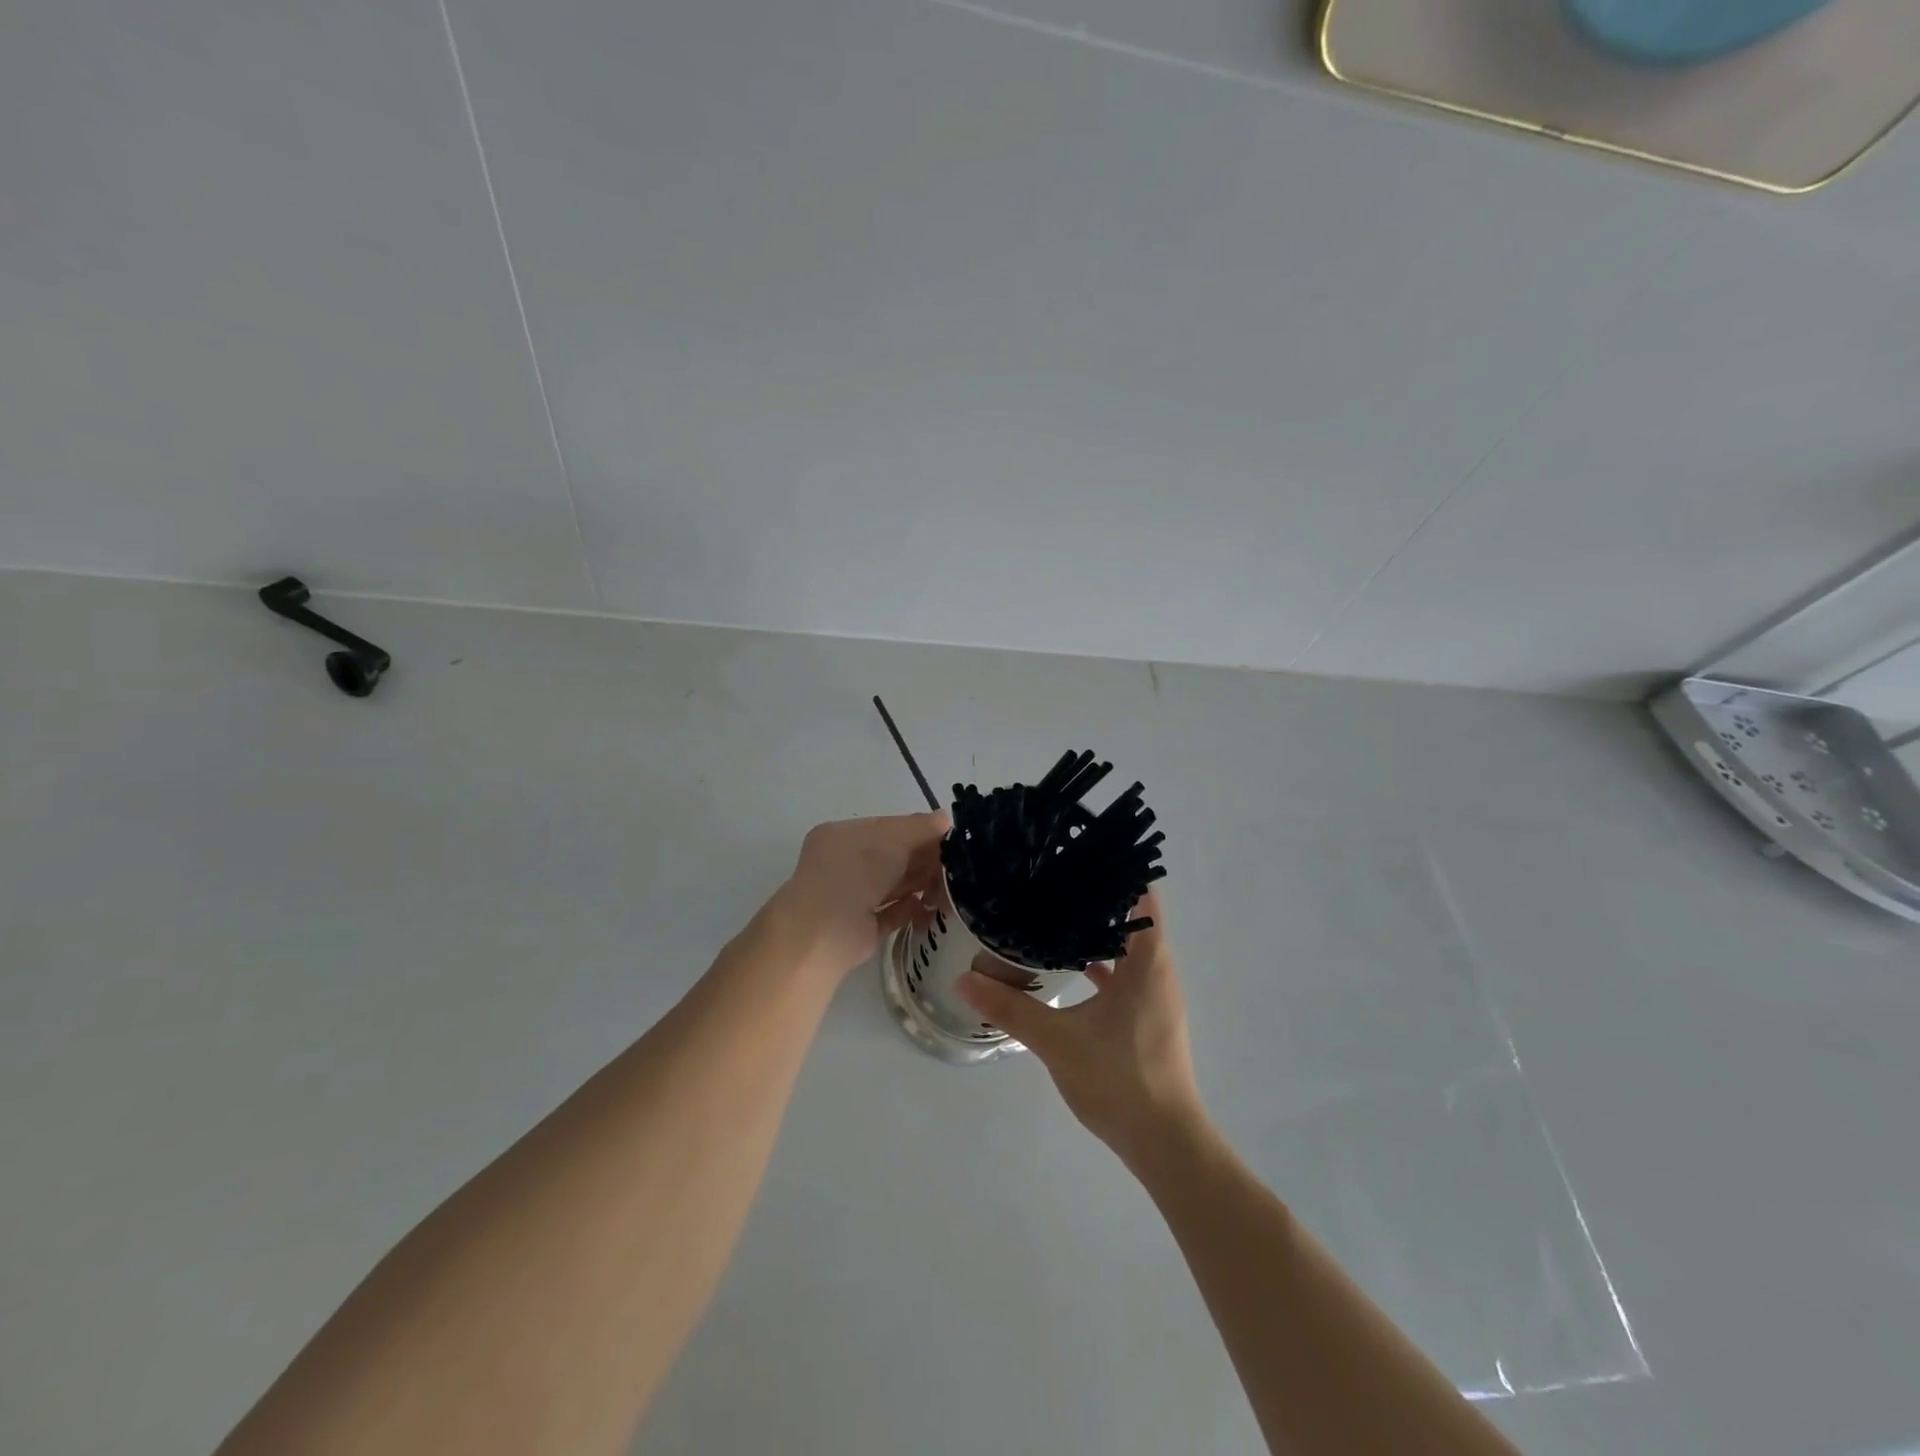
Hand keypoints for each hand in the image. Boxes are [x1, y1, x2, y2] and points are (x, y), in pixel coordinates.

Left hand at [775, 812, 949, 976]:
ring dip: (921, 885)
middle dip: (924, 860)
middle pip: (893, 857)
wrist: (824, 932)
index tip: (949, 838)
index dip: (918, 831)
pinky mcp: (861, 928)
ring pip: (894, 885)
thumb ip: (921, 827)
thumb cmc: (856, 872)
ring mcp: (851, 897)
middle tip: (956, 866)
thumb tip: (944, 818)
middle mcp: (845, 864)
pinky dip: (910, 910)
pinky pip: (891, 913)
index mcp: (843, 836)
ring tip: (949, 889)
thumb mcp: (892, 838)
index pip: (887, 828)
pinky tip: (929, 908)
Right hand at [958, 890, 1205, 1167]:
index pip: (1140, 895)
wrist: (1165, 1143)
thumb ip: (1010, 1007)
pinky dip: (1101, 963)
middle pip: (1132, 915)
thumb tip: (964, 980)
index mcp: (1148, 962)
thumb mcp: (1057, 1040)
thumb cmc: (1119, 1080)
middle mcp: (1158, 970)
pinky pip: (1125, 974)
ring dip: (1098, 929)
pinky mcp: (1148, 1017)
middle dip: (1097, 895)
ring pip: (1128, 946)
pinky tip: (1067, 965)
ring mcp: (1155, 995)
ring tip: (1055, 911)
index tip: (1079, 851)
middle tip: (1053, 876)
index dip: (1115, 870)